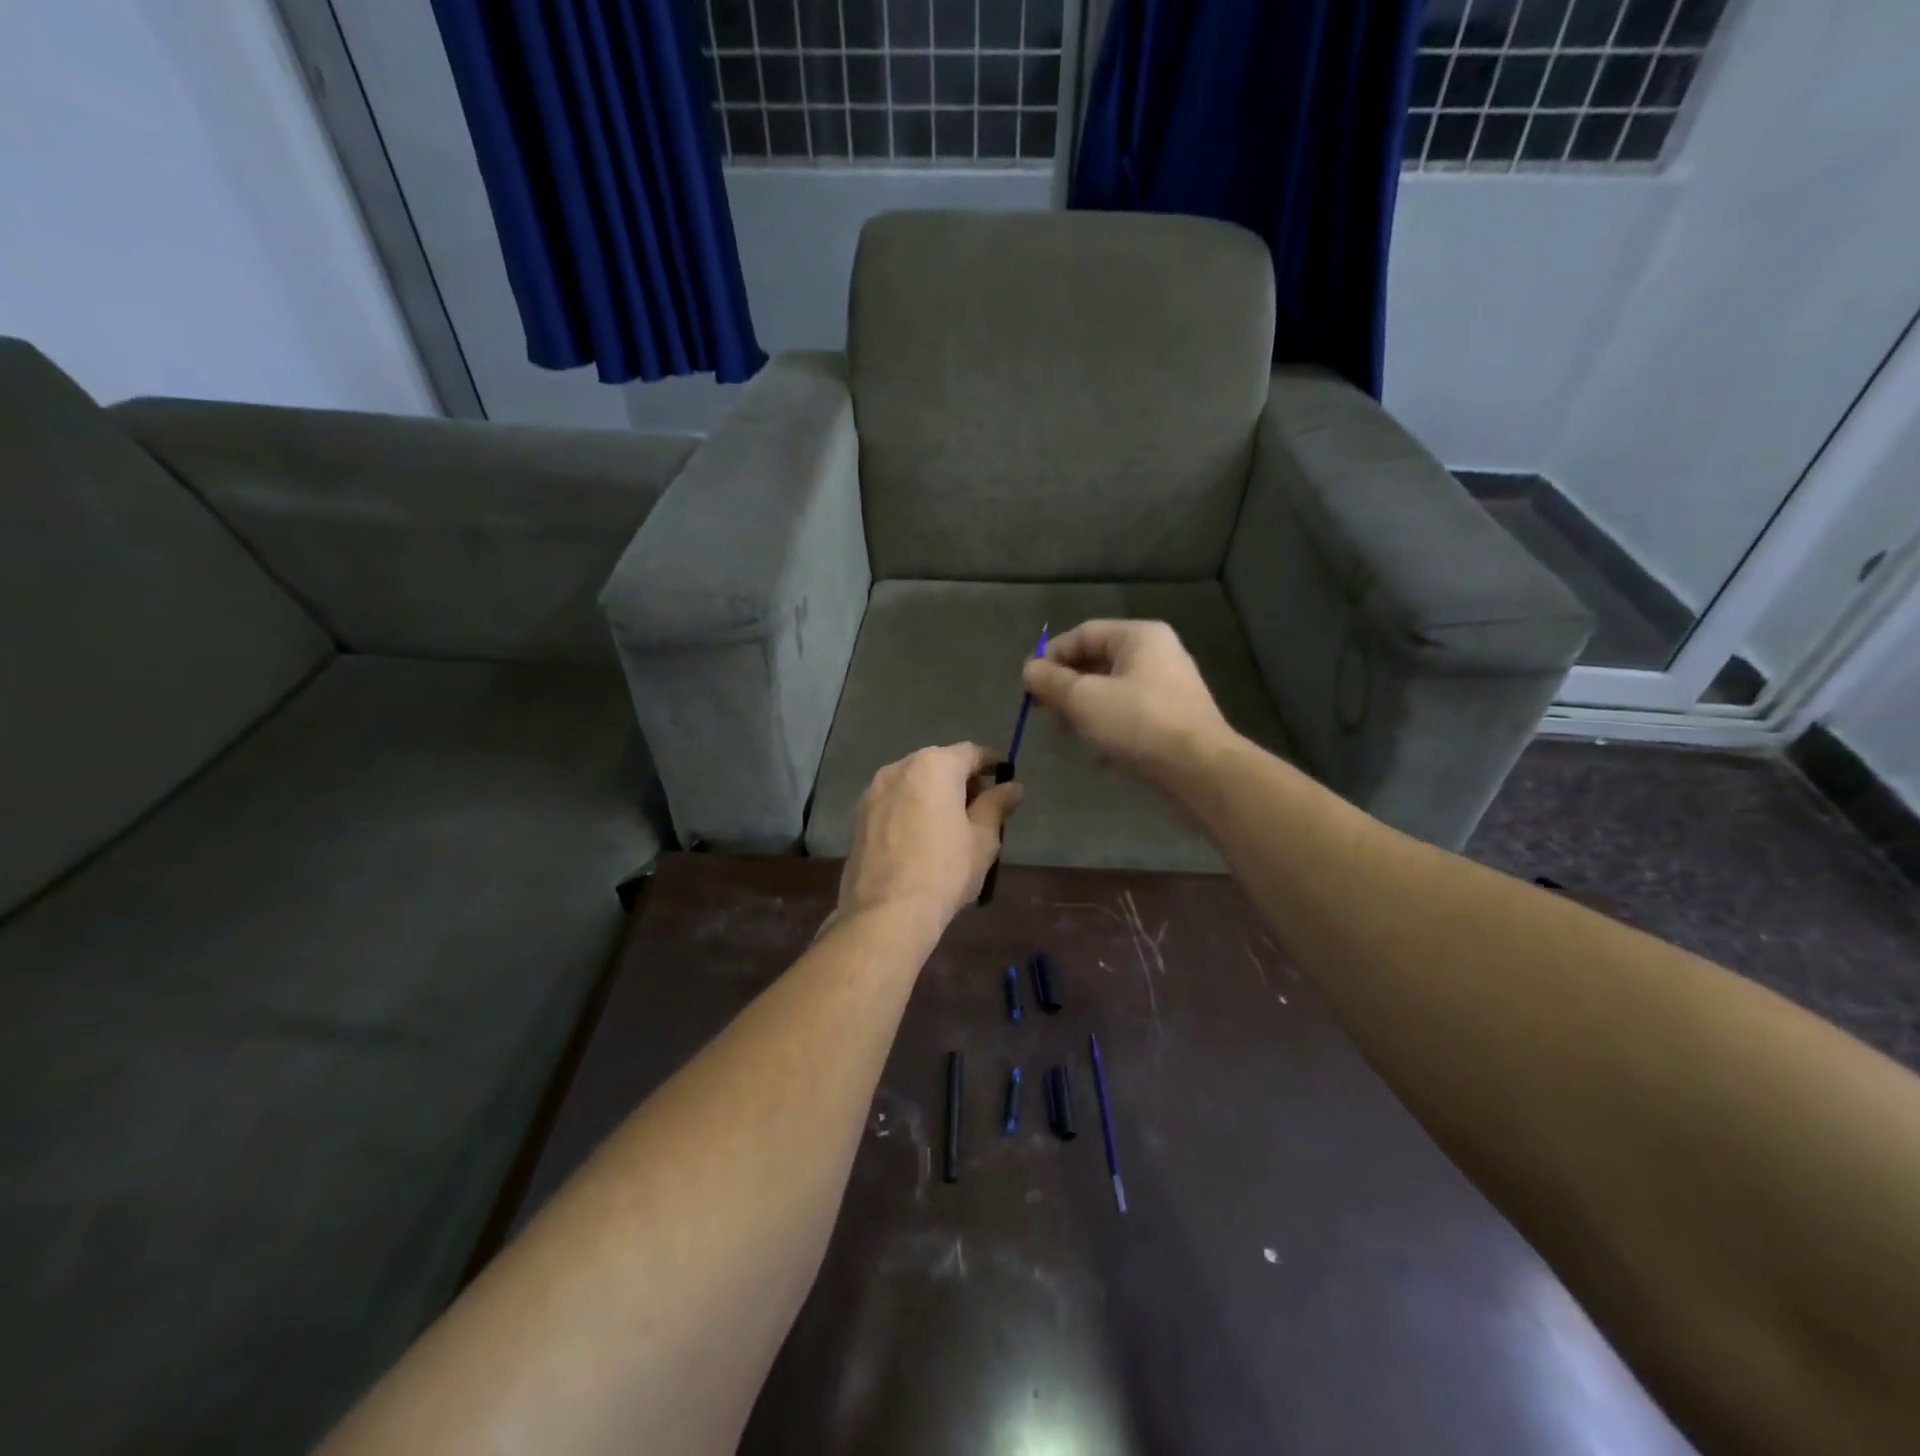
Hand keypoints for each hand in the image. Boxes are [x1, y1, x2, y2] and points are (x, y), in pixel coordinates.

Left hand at [832, 743, 1022, 932]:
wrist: (886, 912)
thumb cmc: (945, 870)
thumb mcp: (983, 839)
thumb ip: (997, 805)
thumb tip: (1012, 786)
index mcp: (934, 765)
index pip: (970, 752)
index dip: (991, 763)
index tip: (1004, 778)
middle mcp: (899, 768)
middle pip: (938, 764)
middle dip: (961, 780)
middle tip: (980, 808)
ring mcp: (873, 792)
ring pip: (912, 783)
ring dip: (933, 794)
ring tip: (950, 825)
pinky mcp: (858, 817)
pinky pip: (894, 803)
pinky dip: (911, 810)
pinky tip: (921, 838)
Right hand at [1022, 620, 1234, 785]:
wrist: (1200, 771)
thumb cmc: (1138, 723)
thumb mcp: (1084, 699)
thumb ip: (1051, 681)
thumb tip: (1029, 670)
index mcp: (1139, 637)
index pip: (1082, 634)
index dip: (1050, 656)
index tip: (1028, 685)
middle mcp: (1157, 655)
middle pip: (1097, 662)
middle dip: (1065, 687)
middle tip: (1043, 711)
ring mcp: (1168, 688)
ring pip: (1111, 691)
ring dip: (1083, 710)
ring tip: (1066, 734)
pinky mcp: (1172, 720)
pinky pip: (1128, 715)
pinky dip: (1107, 727)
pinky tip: (1097, 753)